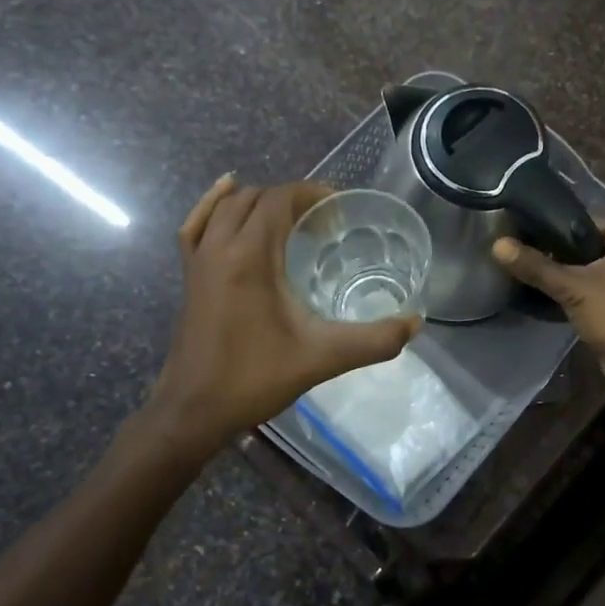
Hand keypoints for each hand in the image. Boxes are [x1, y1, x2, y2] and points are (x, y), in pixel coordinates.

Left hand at [151, 176, 420, 449]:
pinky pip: (196, 224)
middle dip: (291, 199)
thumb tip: (415, 323)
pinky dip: (212, 205)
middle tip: (324, 222)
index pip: (279, 200)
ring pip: (226, 206)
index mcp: (249, 257)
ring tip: (291, 219)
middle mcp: (220, 247)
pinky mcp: (188, 275)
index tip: (341, 210)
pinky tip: (226, 197)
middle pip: (255, 198)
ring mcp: (198, 260)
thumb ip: (374, 340)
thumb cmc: (255, 379)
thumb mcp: (322, 358)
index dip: (311, 195)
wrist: (194, 410)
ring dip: (259, 202)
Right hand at [493, 224, 604, 375]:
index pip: (590, 222)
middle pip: (592, 246)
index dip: (560, 229)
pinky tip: (557, 295)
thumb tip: (497, 244)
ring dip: (573, 274)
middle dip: (564, 254)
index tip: (532, 236)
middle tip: (532, 257)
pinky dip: (584, 290)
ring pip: (597, 268)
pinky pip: (602, 287)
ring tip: (540, 276)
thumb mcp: (572, 288)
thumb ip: (536, 266)